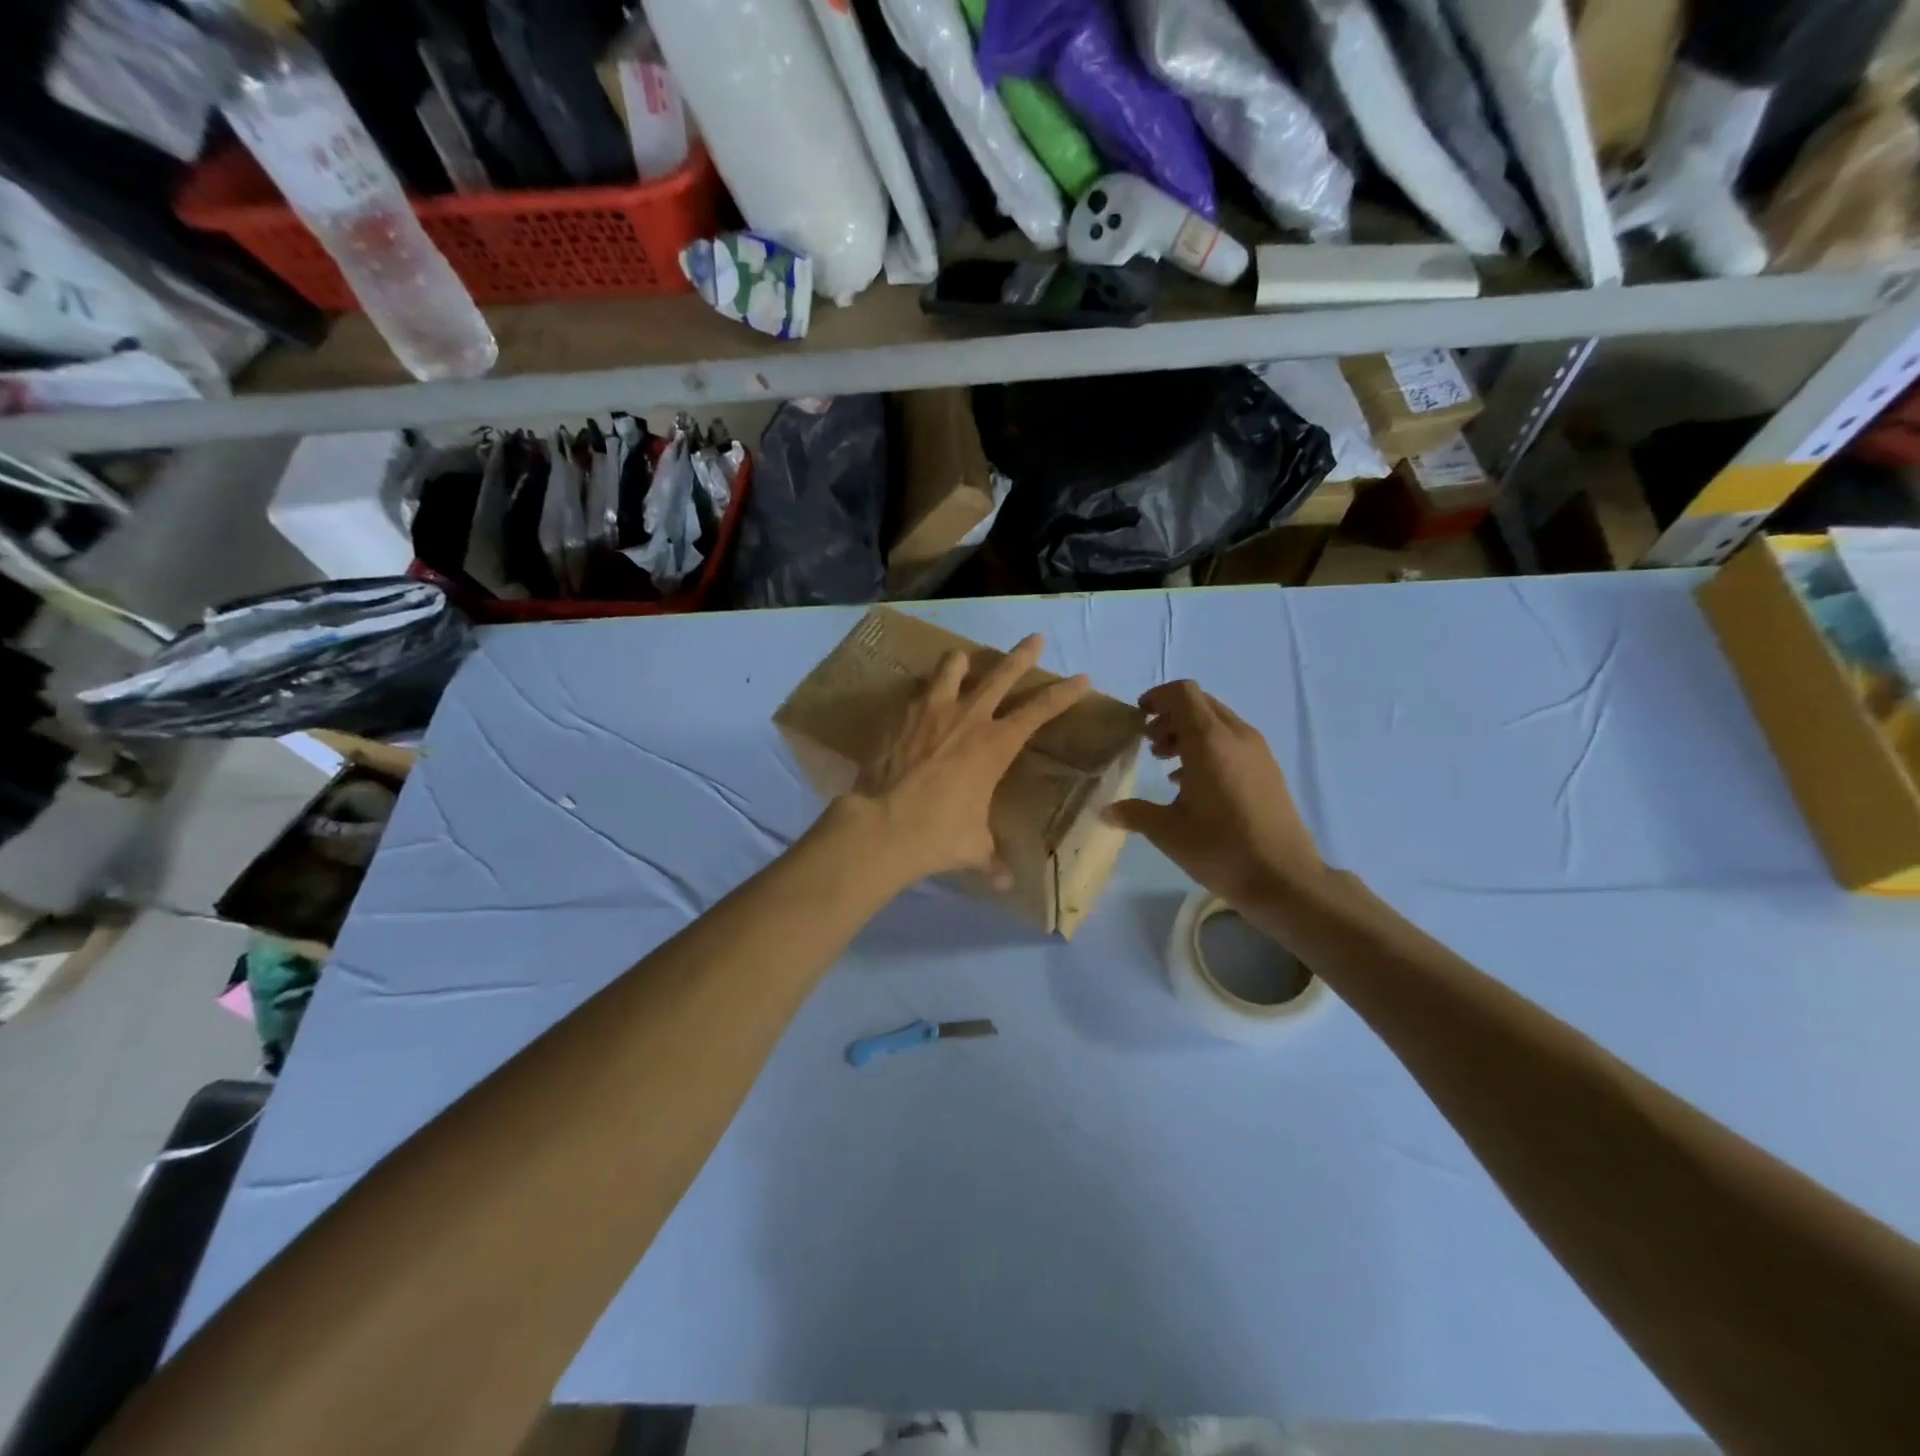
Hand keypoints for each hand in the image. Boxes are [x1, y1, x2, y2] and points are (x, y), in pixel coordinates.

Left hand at [846, 634, 1088, 888]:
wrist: (883, 825)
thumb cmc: (939, 834)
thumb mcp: (974, 847)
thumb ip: (992, 860)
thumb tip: (1005, 883)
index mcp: (995, 745)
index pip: (1040, 710)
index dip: (1063, 693)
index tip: (1082, 678)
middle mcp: (968, 717)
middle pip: (1001, 674)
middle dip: (1021, 655)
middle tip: (1034, 639)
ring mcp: (932, 710)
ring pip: (952, 668)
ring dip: (963, 661)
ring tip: (964, 657)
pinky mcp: (901, 716)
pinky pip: (918, 690)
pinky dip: (926, 689)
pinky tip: (922, 696)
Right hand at [1104, 681, 1322, 904]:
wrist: (1284, 879)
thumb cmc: (1220, 848)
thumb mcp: (1167, 831)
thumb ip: (1134, 813)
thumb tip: (1106, 811)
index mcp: (1210, 741)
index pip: (1183, 693)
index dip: (1157, 697)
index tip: (1139, 718)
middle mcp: (1237, 736)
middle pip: (1201, 704)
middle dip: (1171, 716)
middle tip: (1150, 744)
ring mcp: (1258, 752)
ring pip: (1218, 723)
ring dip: (1189, 733)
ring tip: (1167, 763)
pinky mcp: (1269, 770)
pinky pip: (1233, 742)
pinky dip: (1209, 748)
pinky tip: (1193, 784)